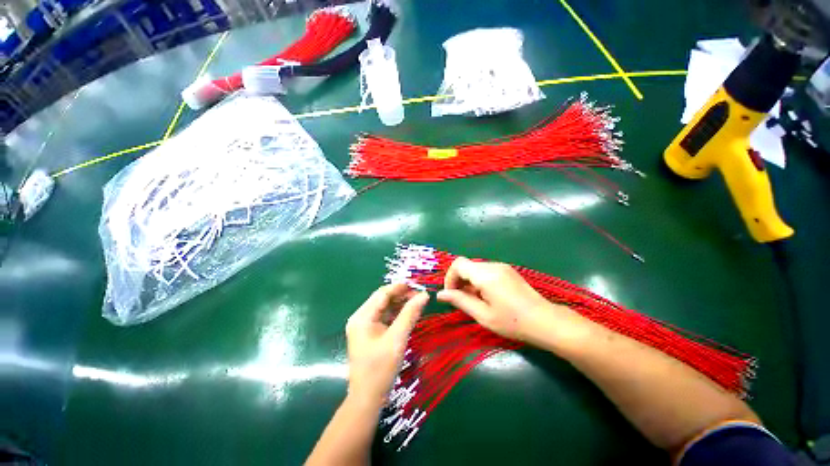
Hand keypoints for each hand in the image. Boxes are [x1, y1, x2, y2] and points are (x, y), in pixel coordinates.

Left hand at [345, 284, 427, 406]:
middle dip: (401, 295)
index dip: (400, 287)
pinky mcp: (369, 334)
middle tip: (420, 296)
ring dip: (400, 304)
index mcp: (362, 316)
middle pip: (383, 299)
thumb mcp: (397, 339)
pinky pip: (384, 318)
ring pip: (384, 308)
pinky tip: (408, 314)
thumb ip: (410, 314)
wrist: (367, 399)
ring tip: (417, 303)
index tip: (418, 285)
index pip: (382, 293)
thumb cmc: (380, 368)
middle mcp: (361, 318)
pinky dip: (396, 315)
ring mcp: (364, 326)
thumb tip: (424, 295)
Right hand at [436, 257, 556, 341]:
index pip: (458, 264)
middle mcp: (493, 265)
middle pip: (466, 265)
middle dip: (458, 280)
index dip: (449, 277)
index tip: (451, 294)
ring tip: (473, 300)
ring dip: (468, 281)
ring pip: (475, 268)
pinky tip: (485, 296)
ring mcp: (502, 266)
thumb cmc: (512, 322)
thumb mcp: (482, 315)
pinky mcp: (507, 270)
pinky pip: (485, 270)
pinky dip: (478, 280)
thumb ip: (460, 301)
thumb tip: (440, 294)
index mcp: (486, 275)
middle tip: (460, 300)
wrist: (545, 321)